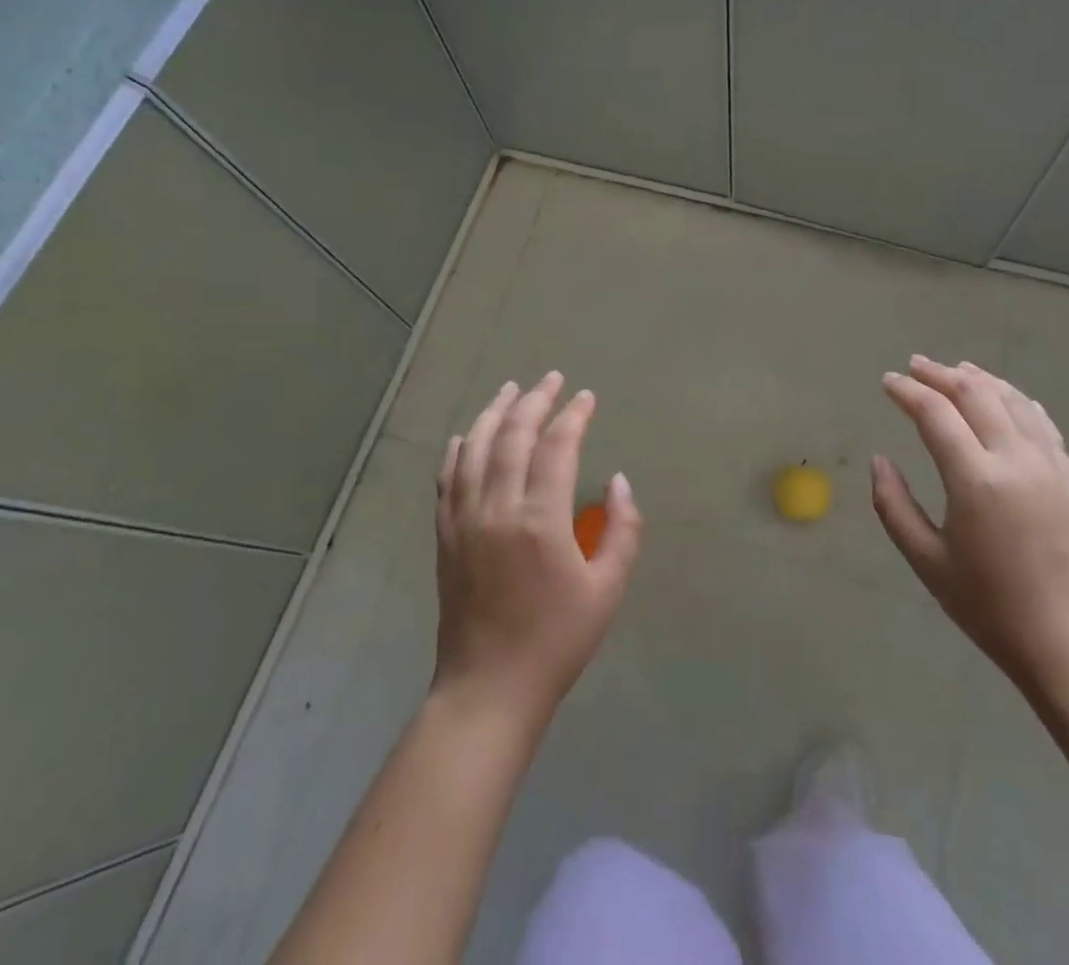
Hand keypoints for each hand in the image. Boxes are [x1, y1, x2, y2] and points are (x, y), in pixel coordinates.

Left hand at [432, 373, 641, 726]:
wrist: (488, 688)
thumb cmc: (556, 641)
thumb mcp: (607, 590)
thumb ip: (622, 530)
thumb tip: (619, 481)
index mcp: (540, 520)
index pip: (557, 447)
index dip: (573, 416)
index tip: (586, 397)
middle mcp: (497, 508)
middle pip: (513, 436)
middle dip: (534, 401)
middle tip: (551, 379)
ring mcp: (464, 519)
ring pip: (476, 448)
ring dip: (494, 413)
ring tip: (510, 389)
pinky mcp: (445, 535)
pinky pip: (447, 478)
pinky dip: (458, 449)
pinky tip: (466, 434)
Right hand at [874, 355, 1068, 686]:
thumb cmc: (989, 606)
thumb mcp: (926, 560)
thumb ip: (893, 505)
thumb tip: (879, 461)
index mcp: (975, 479)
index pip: (936, 413)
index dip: (908, 392)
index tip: (888, 381)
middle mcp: (1015, 459)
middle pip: (975, 394)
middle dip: (940, 374)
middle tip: (915, 366)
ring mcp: (1049, 465)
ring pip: (1012, 400)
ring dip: (980, 379)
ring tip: (956, 369)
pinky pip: (1041, 422)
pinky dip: (1017, 400)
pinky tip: (1007, 397)